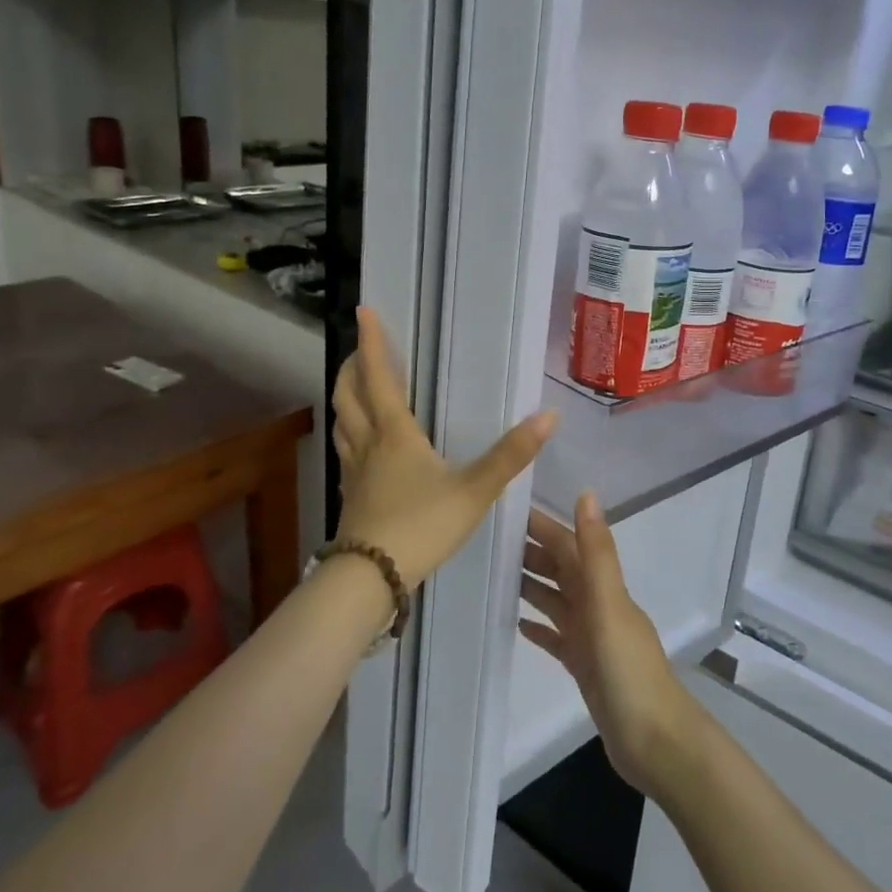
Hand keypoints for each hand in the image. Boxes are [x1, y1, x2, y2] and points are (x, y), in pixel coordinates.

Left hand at [332, 307, 556, 586]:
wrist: (370, 579)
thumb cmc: (421, 526)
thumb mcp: (474, 490)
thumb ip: (511, 455)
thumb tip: (549, 416)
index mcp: (395, 434)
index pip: (378, 378)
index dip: (372, 343)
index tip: (363, 312)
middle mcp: (368, 446)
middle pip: (348, 396)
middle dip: (352, 368)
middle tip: (360, 350)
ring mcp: (355, 473)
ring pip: (342, 424)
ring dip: (345, 400)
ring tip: (355, 390)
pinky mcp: (352, 498)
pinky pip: (346, 453)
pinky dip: (350, 435)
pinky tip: (362, 449)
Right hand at [520, 494, 702, 798]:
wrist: (654, 741)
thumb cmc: (628, 670)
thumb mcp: (608, 605)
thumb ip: (596, 552)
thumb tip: (586, 492)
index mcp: (602, 586)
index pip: (567, 544)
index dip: (541, 525)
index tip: (505, 509)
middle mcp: (597, 604)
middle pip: (560, 569)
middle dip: (531, 552)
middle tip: (488, 541)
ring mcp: (592, 637)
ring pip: (556, 600)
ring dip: (531, 585)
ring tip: (495, 575)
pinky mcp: (585, 667)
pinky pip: (557, 638)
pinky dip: (540, 627)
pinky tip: (516, 624)